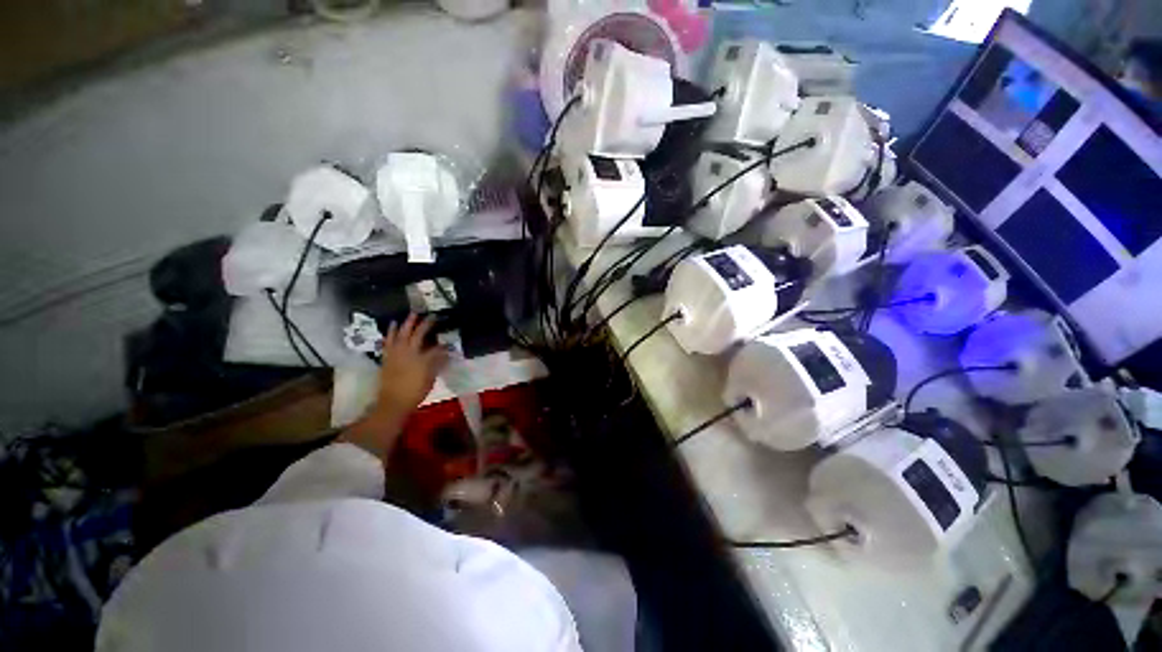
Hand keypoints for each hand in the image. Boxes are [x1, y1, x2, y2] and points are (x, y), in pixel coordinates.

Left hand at [339, 314, 446, 460]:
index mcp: (422, 359)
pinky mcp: (387, 357)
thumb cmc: (415, 393)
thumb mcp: (430, 379)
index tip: (449, 341)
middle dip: (426, 324)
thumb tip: (445, 354)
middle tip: (432, 316)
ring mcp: (396, 353)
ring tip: (412, 314)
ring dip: (407, 323)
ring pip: (401, 334)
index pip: (436, 348)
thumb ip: (437, 364)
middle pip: (418, 334)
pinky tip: (393, 326)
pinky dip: (391, 332)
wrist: (393, 403)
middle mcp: (409, 352)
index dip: (444, 344)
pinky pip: (389, 341)